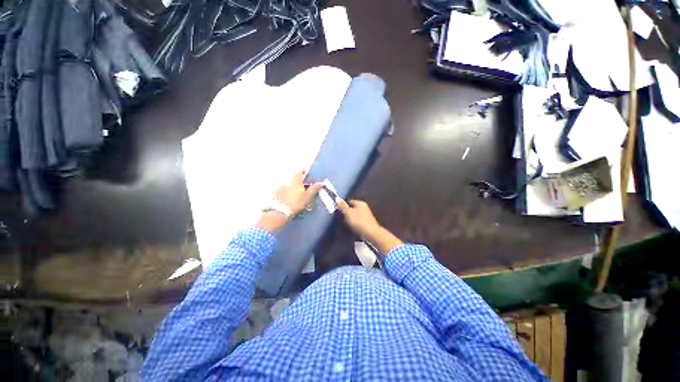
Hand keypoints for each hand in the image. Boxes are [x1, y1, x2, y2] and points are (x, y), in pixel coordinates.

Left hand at [256, 171, 322, 231]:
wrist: (281, 211)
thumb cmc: (297, 202)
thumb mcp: (308, 196)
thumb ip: (314, 189)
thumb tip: (321, 183)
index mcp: (296, 180)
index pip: (299, 171)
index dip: (302, 171)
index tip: (305, 172)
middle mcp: (287, 181)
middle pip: (292, 178)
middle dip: (297, 181)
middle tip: (301, 186)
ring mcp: (279, 187)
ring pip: (286, 184)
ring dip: (290, 187)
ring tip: (293, 193)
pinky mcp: (275, 194)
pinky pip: (280, 190)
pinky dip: (283, 192)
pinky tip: (285, 198)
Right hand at [337, 199, 403, 254]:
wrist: (371, 234)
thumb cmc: (359, 222)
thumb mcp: (348, 213)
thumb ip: (342, 206)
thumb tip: (337, 198)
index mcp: (360, 203)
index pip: (349, 202)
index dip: (343, 206)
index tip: (337, 211)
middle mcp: (364, 208)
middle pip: (352, 209)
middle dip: (346, 214)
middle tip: (340, 219)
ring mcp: (366, 216)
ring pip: (354, 216)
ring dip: (349, 220)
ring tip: (344, 225)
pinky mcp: (367, 224)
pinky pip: (357, 222)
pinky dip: (354, 225)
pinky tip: (351, 229)